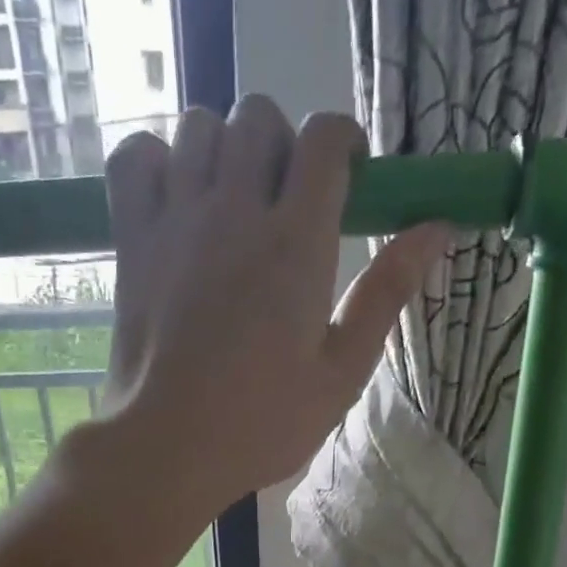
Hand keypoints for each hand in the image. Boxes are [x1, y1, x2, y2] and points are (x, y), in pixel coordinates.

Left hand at [101, 97, 446, 508]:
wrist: (167, 450)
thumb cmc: (260, 425)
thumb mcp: (339, 375)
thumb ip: (385, 295)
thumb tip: (436, 228)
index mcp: (296, 243)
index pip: (324, 138)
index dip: (342, 141)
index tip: (347, 178)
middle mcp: (234, 211)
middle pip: (258, 117)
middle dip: (281, 143)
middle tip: (285, 200)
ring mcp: (175, 221)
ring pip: (198, 127)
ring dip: (222, 149)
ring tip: (230, 201)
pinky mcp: (130, 243)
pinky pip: (133, 159)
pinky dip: (153, 160)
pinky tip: (172, 197)